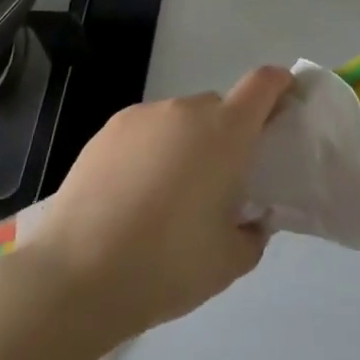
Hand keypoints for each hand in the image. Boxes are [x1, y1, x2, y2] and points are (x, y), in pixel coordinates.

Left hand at [27, 66, 298, 340]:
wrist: (76, 275)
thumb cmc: (167, 265)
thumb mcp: (230, 261)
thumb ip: (254, 231)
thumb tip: (250, 217)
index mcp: (225, 132)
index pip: (263, 84)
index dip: (279, 87)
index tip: (283, 110)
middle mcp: (186, 111)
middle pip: (219, 108)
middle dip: (227, 135)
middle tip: (218, 183)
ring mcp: (143, 116)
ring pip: (179, 121)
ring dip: (186, 145)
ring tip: (166, 197)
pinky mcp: (107, 131)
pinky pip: (145, 132)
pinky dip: (150, 152)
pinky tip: (132, 196)